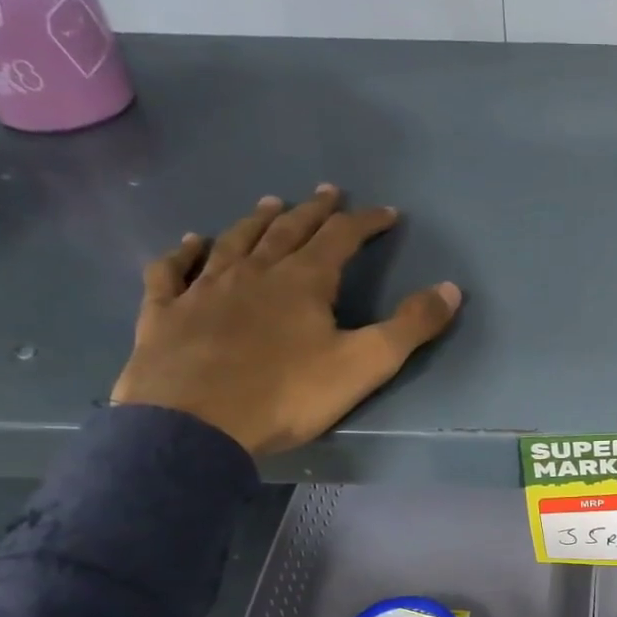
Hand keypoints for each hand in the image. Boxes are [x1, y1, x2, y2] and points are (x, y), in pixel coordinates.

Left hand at [112, 186, 460, 454]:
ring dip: (256, 221)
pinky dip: (183, 254)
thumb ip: (410, 327)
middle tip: (327, 192)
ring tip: (270, 204)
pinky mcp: (165, 313)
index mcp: (303, 281)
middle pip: (288, 231)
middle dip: (313, 211)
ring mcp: (204, 289)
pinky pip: (173, 272)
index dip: (366, 223)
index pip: (341, 238)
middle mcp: (254, 272)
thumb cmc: (286, 395)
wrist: (194, 424)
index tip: (387, 213)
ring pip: (234, 242)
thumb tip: (451, 288)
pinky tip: (190, 244)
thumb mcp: (364, 364)